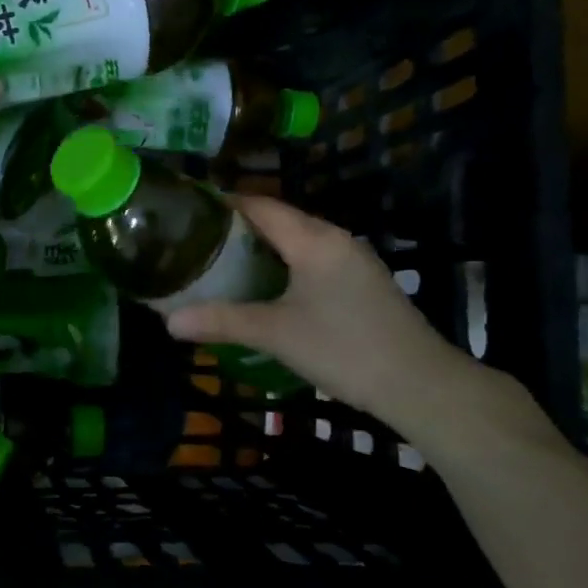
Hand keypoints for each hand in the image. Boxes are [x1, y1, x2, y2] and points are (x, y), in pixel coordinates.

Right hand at [164, 195, 544, 449]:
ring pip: (299, 241)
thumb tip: (168, 321)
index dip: (224, 204)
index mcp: (313, 239)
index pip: (261, 205)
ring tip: (224, 264)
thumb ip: (221, 321)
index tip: (189, 213)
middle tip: (198, 244)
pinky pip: (314, 259)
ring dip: (263, 248)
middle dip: (239, 228)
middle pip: (279, 219)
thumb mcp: (275, 334)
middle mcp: (335, 239)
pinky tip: (268, 288)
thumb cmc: (343, 349)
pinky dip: (285, 264)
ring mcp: (354, 260)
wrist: (419, 384)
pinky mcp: (364, 282)